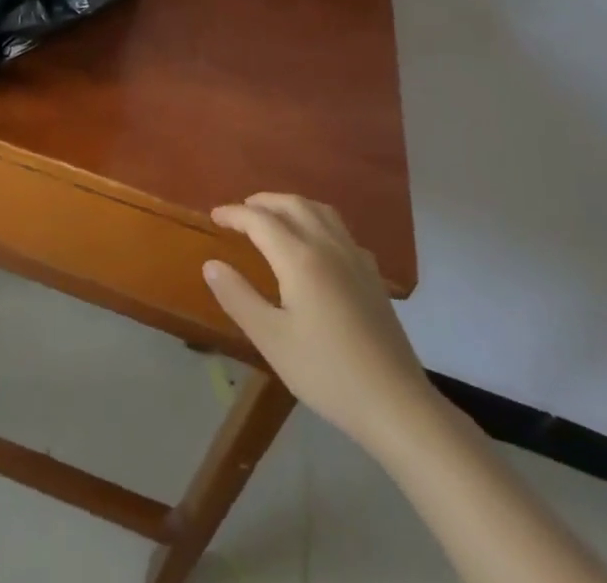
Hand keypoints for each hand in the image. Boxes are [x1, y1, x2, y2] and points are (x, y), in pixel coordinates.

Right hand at [204, 194, 431, 443]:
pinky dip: (317, 221)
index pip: (260, 220)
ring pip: (319, 211)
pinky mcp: (372, 275)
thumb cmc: (327, 373)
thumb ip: (238, 297)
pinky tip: (316, 244)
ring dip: (291, 205)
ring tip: (274, 218)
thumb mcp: (272, 340)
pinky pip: (340, 229)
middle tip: (240, 213)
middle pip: (292, 204)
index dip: (234, 214)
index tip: (214, 216)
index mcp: (300, 258)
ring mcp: (354, 257)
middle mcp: (327, 245)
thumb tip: (211, 264)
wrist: (396, 403)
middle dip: (262, 202)